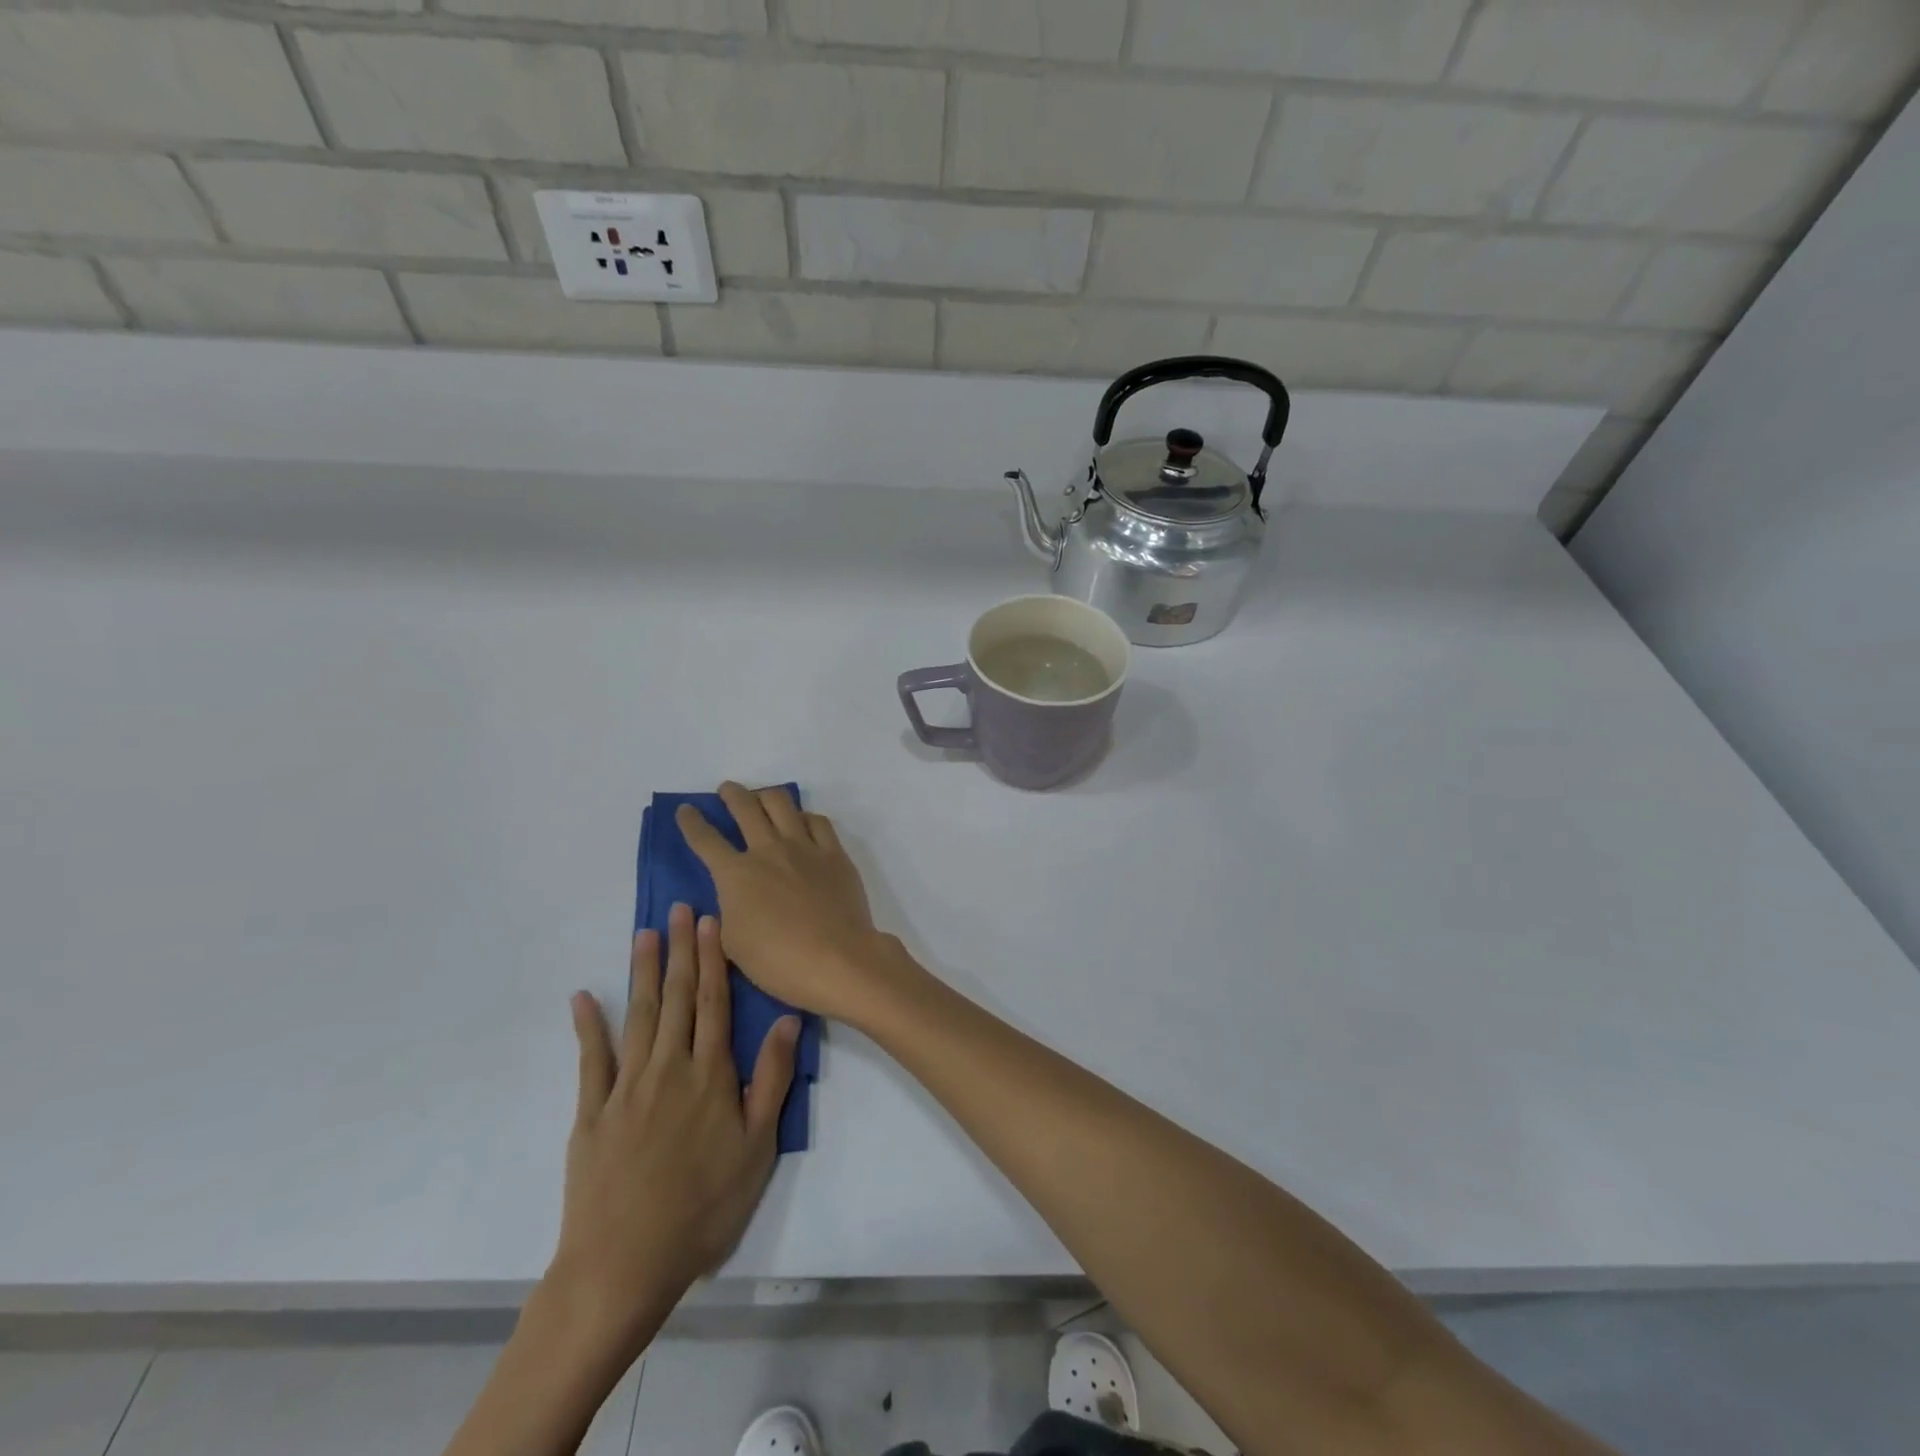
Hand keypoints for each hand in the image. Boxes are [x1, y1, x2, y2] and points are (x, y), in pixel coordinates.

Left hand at [546, 903, 798, 1361]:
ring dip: (643, 971)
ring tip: (645, 933)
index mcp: (710, 1074)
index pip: (714, 1002)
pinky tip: (583, 997)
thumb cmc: (703, 1206)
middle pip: (676, 997)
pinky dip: (587, 1025)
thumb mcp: (757, 1147)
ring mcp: (625, 1087)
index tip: (713, 921)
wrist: (624, 1265)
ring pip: (638, 1015)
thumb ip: (771, 1079)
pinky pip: (591, 1059)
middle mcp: (668, 1067)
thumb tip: (789, 1020)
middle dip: (681, 950)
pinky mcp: (592, 1112)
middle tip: (681, 909)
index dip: (713, 959)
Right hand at [676, 782, 899, 1020]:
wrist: (837, 959)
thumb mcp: (733, 943)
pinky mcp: (834, 854)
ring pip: (782, 804)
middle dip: (732, 794)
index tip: (686, 810)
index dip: (691, 822)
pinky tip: (803, 822)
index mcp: (736, 874)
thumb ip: (730, 911)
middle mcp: (768, 850)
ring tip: (763, 798)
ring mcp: (805, 847)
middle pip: (745, 808)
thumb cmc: (778, 961)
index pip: (706, 840)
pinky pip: (818, 821)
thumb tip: (735, 895)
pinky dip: (805, 817)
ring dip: (766, 796)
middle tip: (727, 790)